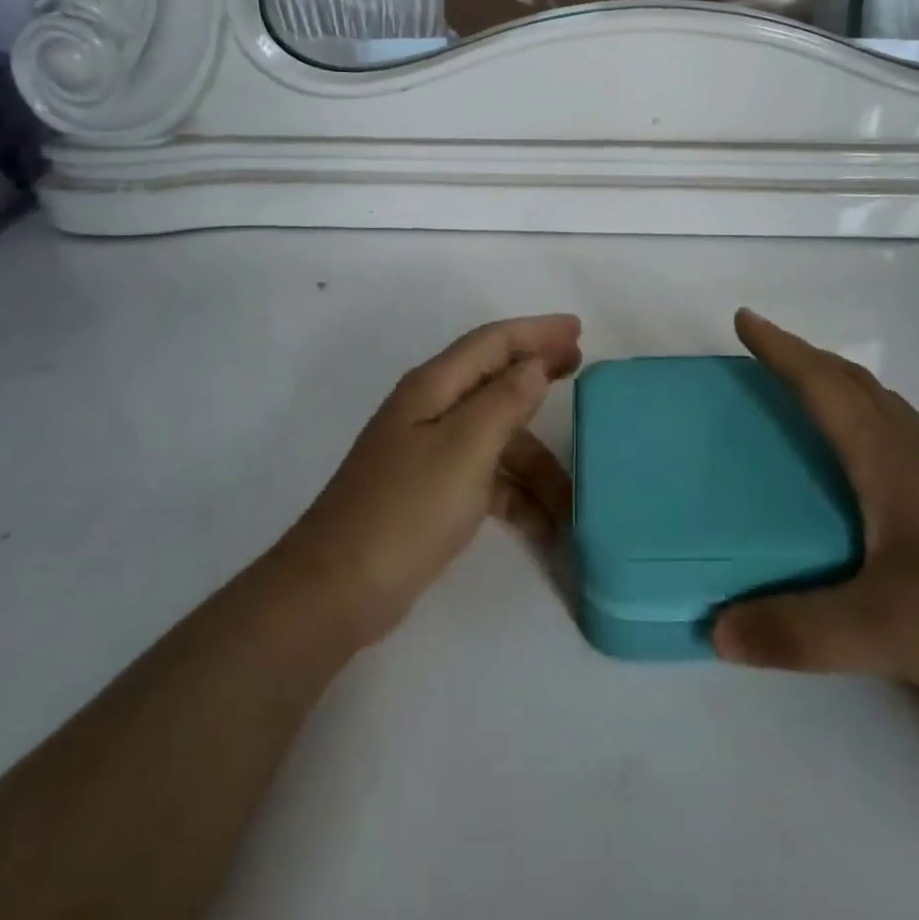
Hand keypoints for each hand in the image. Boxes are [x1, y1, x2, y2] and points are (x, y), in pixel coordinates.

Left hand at [279, 315, 581, 648]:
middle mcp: (432, 410)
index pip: (492, 342)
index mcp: (433, 387)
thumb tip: (535, 364)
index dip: (536, 332)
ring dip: (536, 461)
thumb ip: (504, 401)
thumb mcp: (464, 449)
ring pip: (498, 439)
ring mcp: (431, 453)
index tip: (578, 329)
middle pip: (496, 381)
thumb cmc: (406, 508)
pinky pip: (488, 478)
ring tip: (575, 495)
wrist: (338, 590)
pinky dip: (517, 495)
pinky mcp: (434, 491)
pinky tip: (545, 525)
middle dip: (539, 375)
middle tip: (581, 368)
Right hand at [713, 310, 918, 718]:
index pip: (825, 387)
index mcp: (890, 462)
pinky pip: (904, 445)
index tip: (745, 319)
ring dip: (843, 388)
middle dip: (808, 359)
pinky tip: (868, 472)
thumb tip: (718, 629)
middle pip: (857, 385)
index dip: (782, 350)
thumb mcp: (882, 631)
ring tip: (811, 398)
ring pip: (887, 412)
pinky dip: (870, 427)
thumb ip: (798, 630)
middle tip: (768, 354)